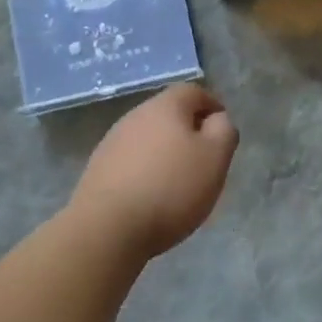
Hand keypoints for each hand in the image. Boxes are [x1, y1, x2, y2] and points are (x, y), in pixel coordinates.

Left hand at [69, 84, 238, 260]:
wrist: (107, 229)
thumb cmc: (171, 188)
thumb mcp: (215, 158)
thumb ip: (224, 130)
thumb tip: (217, 119)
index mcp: (165, 106)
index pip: (194, 92)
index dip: (212, 106)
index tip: (223, 132)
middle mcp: (135, 116)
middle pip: (169, 114)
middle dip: (188, 132)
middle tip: (204, 160)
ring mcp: (112, 142)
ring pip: (149, 138)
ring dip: (165, 153)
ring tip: (179, 183)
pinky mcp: (98, 169)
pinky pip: (131, 162)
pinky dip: (145, 172)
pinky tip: (151, 197)